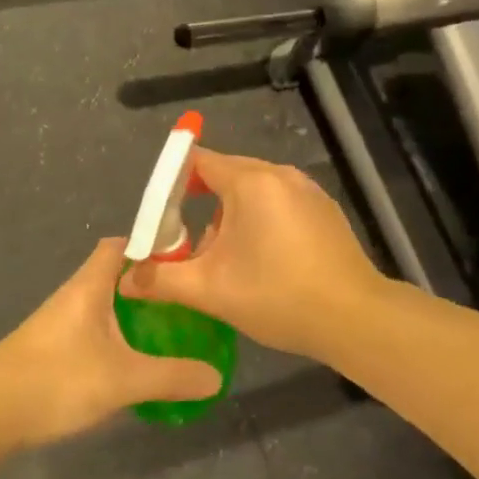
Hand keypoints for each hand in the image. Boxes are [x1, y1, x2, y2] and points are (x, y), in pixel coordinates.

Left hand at [0, 238, 222, 447]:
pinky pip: (94, 330)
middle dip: (151, 284)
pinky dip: (117, 336)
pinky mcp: (51, 350)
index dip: (153, 245)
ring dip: (134, 312)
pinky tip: (133, 361)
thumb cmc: (55, 378)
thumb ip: (172, 377)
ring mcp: (60, 323)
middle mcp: (75, 295)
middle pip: (117, 274)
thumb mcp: (123, 379)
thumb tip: (217, 378)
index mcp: (91, 284)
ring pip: (106, 304)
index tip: (187, 259)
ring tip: (169, 330)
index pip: (123, 244)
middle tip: (187, 301)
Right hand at [118, 148, 386, 360]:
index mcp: (252, 182)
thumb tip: (125, 279)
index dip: (173, 182)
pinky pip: (280, 203)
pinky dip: (261, 220)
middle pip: (228, 174)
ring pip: (255, 191)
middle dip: (201, 203)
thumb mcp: (211, 290)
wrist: (353, 317)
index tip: (159, 214)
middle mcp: (281, 175)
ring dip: (232, 216)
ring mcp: (307, 191)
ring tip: (223, 258)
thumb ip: (162, 279)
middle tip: (184, 242)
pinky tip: (262, 260)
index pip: (200, 161)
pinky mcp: (324, 210)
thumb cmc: (277, 296)